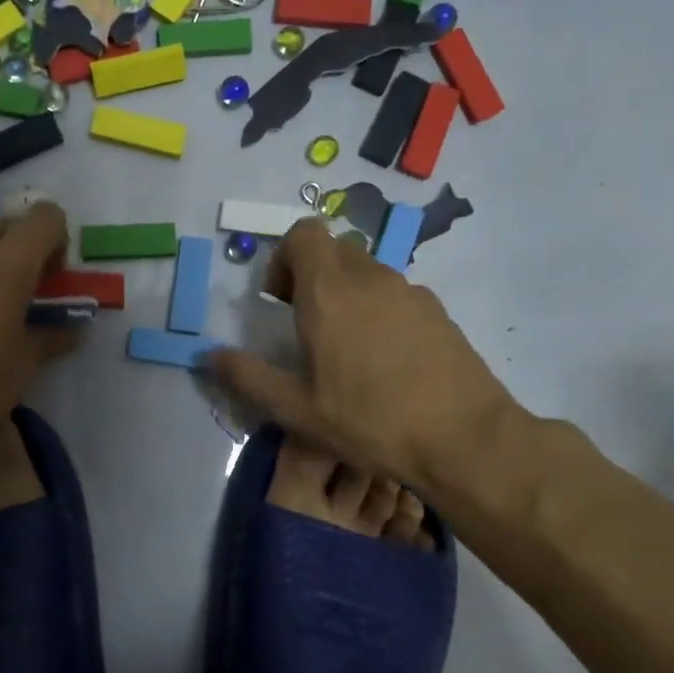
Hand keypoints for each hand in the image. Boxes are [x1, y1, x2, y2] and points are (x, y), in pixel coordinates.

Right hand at [204, 218, 520, 495]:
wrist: (464, 439)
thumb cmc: (370, 421)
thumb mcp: (296, 409)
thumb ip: (248, 376)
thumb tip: (208, 355)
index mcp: (329, 293)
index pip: (304, 233)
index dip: (284, 257)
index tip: (279, 301)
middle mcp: (370, 279)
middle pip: (334, 250)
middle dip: (311, 274)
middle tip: (305, 324)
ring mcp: (411, 292)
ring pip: (367, 271)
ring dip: (346, 293)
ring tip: (346, 349)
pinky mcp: (438, 312)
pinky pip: (396, 294)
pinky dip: (379, 310)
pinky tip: (385, 361)